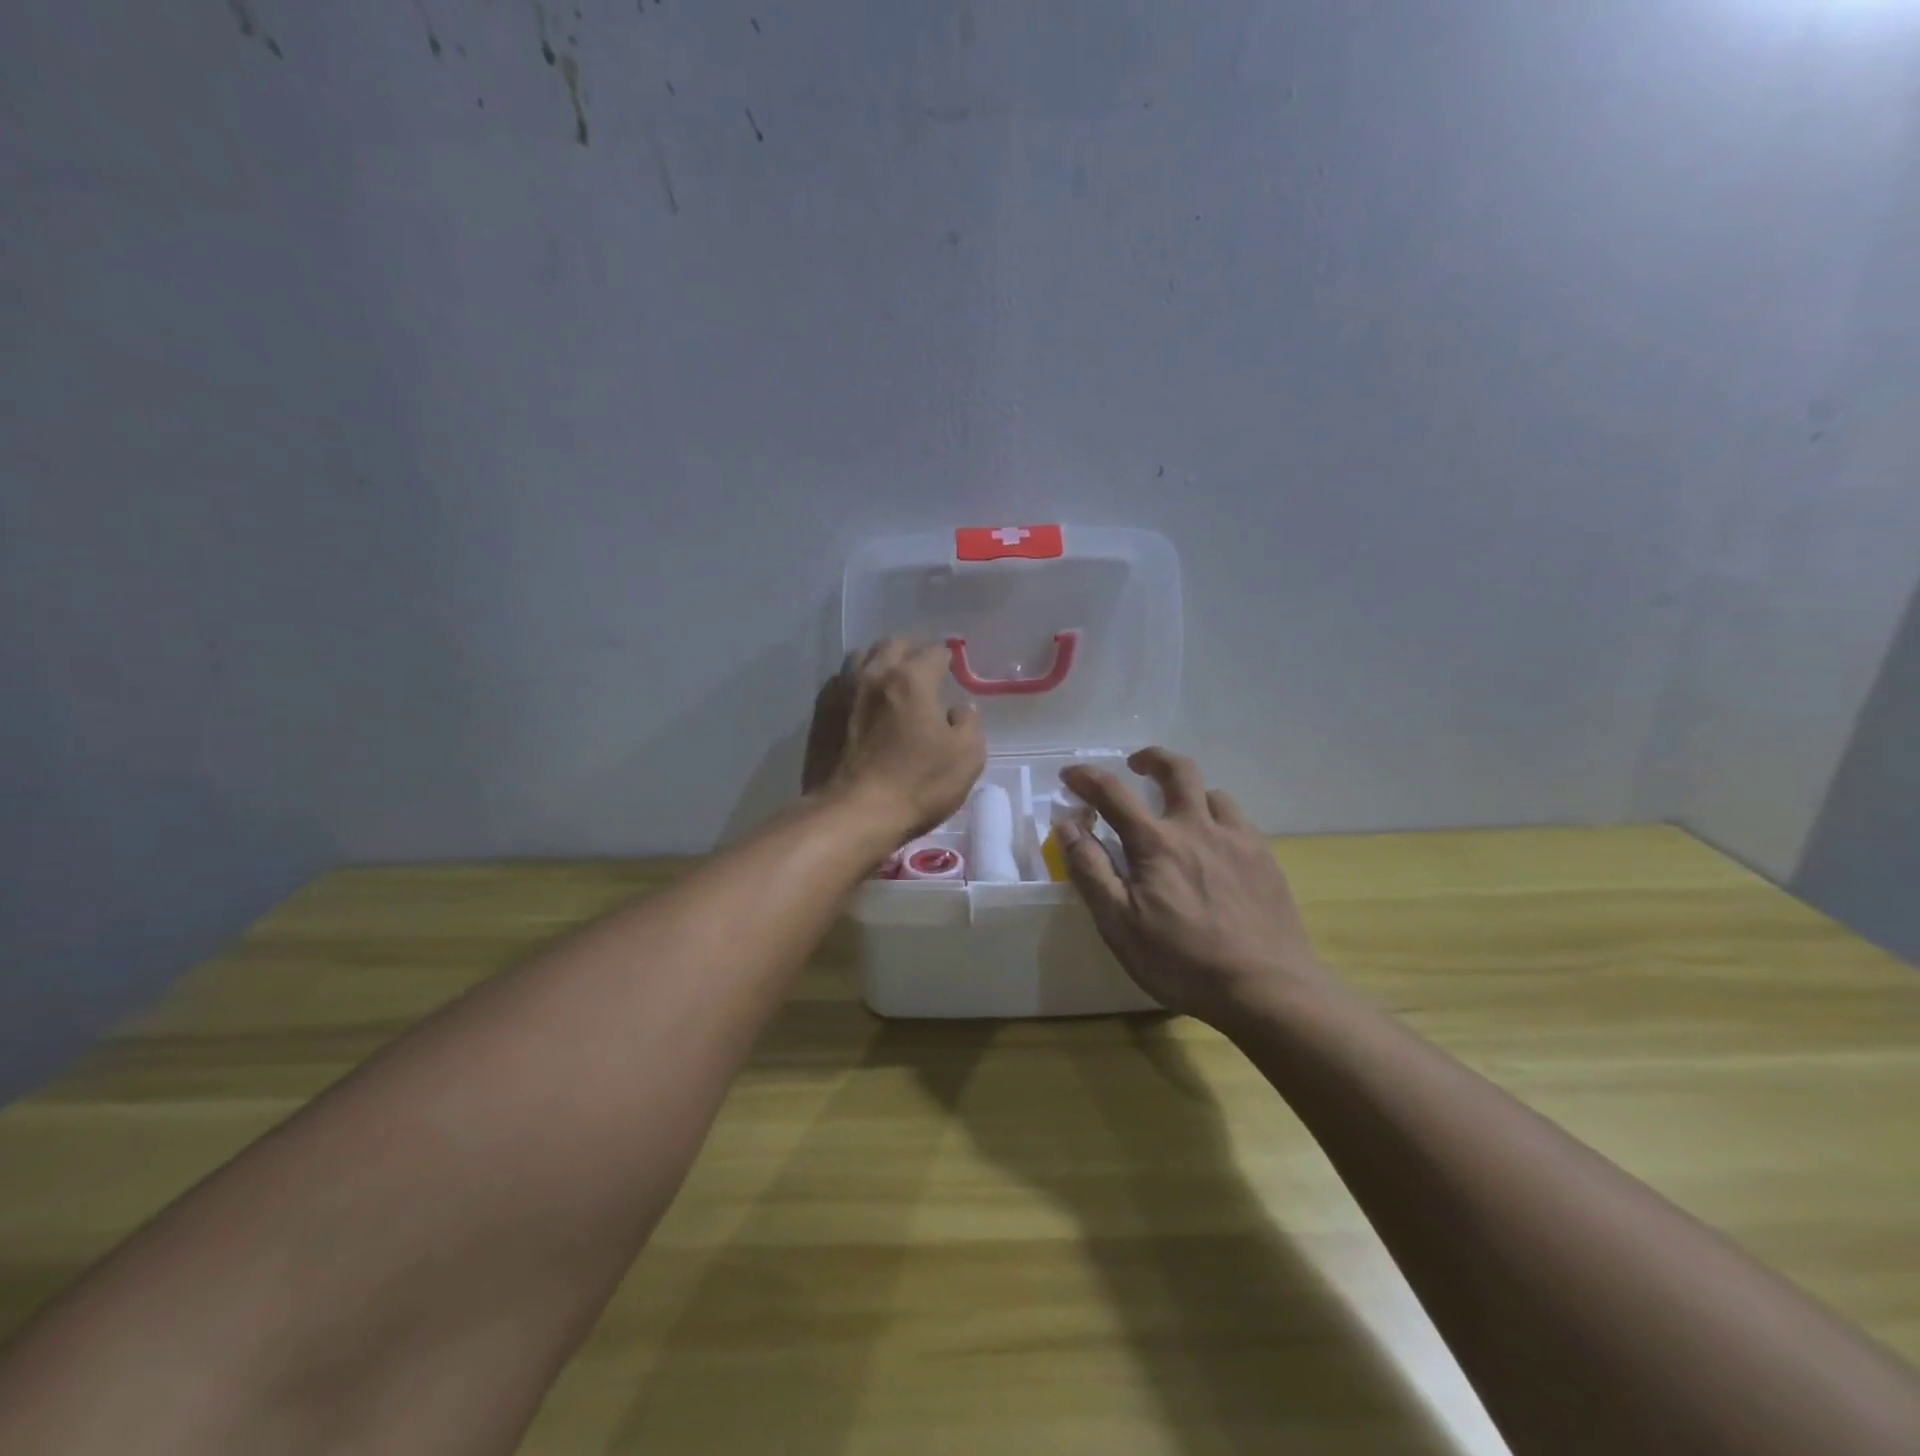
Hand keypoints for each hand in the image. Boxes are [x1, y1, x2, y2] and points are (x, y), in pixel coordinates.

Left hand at [803, 638, 985, 842]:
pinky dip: (854, 683)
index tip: (952, 671)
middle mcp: (874, 674)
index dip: (947, 659)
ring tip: (888, 682)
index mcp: (912, 680)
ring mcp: (842, 691)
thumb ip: (968, 724)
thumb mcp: (966, 758)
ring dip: (878, 662)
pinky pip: (839, 682)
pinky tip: (860, 702)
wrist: (851, 815)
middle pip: (893, 645)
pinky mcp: (820, 712)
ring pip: (861, 657)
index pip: (935, 652)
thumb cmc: (916, 786)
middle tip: (922, 671)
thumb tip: (959, 709)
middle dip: (912, 652)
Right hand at [1058, 749, 1332, 1027]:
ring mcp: (1238, 840)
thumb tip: (1068, 826)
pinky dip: (1219, 820)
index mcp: (1156, 843)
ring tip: (1180, 813)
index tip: (1070, 775)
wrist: (1268, 988)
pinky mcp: (1266, 860)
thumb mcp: (1119, 924)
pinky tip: (1217, 847)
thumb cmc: (1182, 961)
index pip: (1113, 793)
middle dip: (1153, 759)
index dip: (1087, 778)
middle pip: (1178, 770)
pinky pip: (1239, 822)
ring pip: (1214, 794)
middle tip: (1137, 765)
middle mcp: (1198, 828)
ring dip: (1190, 793)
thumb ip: (1091, 870)